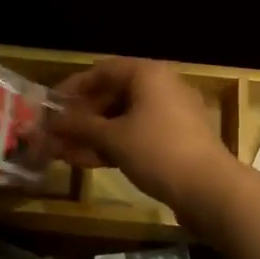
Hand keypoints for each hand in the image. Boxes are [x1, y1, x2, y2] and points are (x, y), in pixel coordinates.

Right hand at [47, 57, 239, 215]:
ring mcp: (170, 114)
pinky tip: (87, 162)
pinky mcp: (175, 140)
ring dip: (93, 135)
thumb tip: (50, 122)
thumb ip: (79, 126)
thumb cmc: (157, 151)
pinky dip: (113, 145)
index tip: (50, 106)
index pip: (102, 71)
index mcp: (148, 74)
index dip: (73, 87)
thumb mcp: (112, 138)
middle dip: (81, 116)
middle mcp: (161, 87)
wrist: (209, 188)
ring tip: (62, 152)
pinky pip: (137, 135)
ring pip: (123, 119)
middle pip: (113, 95)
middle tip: (54, 134)